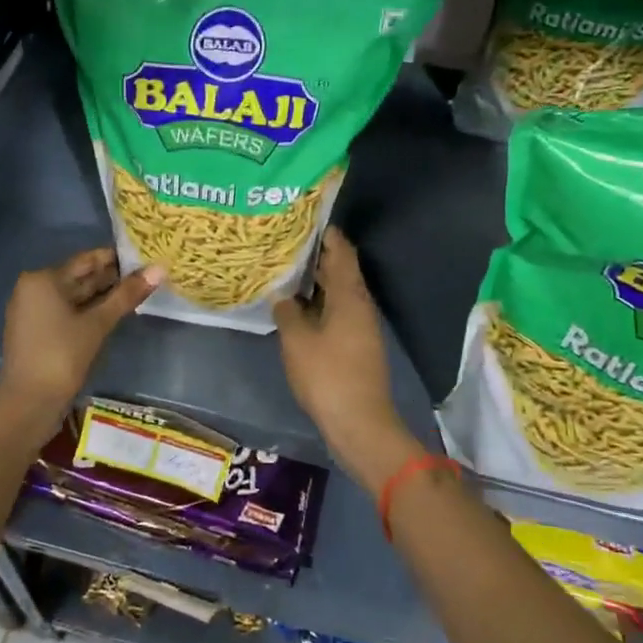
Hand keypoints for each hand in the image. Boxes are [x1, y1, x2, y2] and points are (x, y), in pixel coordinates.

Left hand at [0, 248, 161, 432]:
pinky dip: (88, 310)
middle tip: (146, 275)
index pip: (86, 260)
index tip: (144, 257)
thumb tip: (159, 269)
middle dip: (111, 278)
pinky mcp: (37, 330)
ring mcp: (33, 311)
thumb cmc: (62, 356)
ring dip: (102, 295)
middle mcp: (33, 288)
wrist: (29, 403)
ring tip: (136, 292)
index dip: (116, 258)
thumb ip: (127, 295)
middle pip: (79, 277)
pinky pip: (66, 311)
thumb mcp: (98, 323)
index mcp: (43, 279)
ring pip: (74, 296)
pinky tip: (113, 313)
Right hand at [273, 228, 420, 493]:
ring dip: (314, 282)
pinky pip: (336, 311)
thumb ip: (287, 311)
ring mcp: (361, 325)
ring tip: (284, 272)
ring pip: (337, 292)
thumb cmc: (327, 375)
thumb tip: (282, 295)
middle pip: (340, 269)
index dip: (324, 233)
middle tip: (284, 244)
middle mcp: (360, 304)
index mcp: (349, 295)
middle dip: (315, 255)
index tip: (302, 220)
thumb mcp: (297, 340)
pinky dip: (318, 303)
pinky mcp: (356, 344)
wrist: (359, 422)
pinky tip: (295, 308)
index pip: (341, 250)